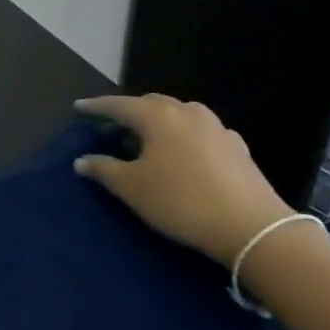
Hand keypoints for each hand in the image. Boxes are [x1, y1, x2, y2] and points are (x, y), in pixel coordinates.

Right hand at [72, 95, 295, 266]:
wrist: (251, 226)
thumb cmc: (181, 201)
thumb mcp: (133, 188)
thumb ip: (103, 169)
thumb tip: (82, 160)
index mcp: (158, 116)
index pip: (119, 105)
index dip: (96, 107)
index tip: (78, 108)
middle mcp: (187, 112)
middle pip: (151, 103)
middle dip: (129, 111)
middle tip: (112, 125)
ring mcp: (216, 127)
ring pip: (179, 115)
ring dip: (159, 122)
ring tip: (147, 139)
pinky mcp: (236, 147)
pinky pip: (200, 132)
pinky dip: (183, 137)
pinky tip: (183, 154)